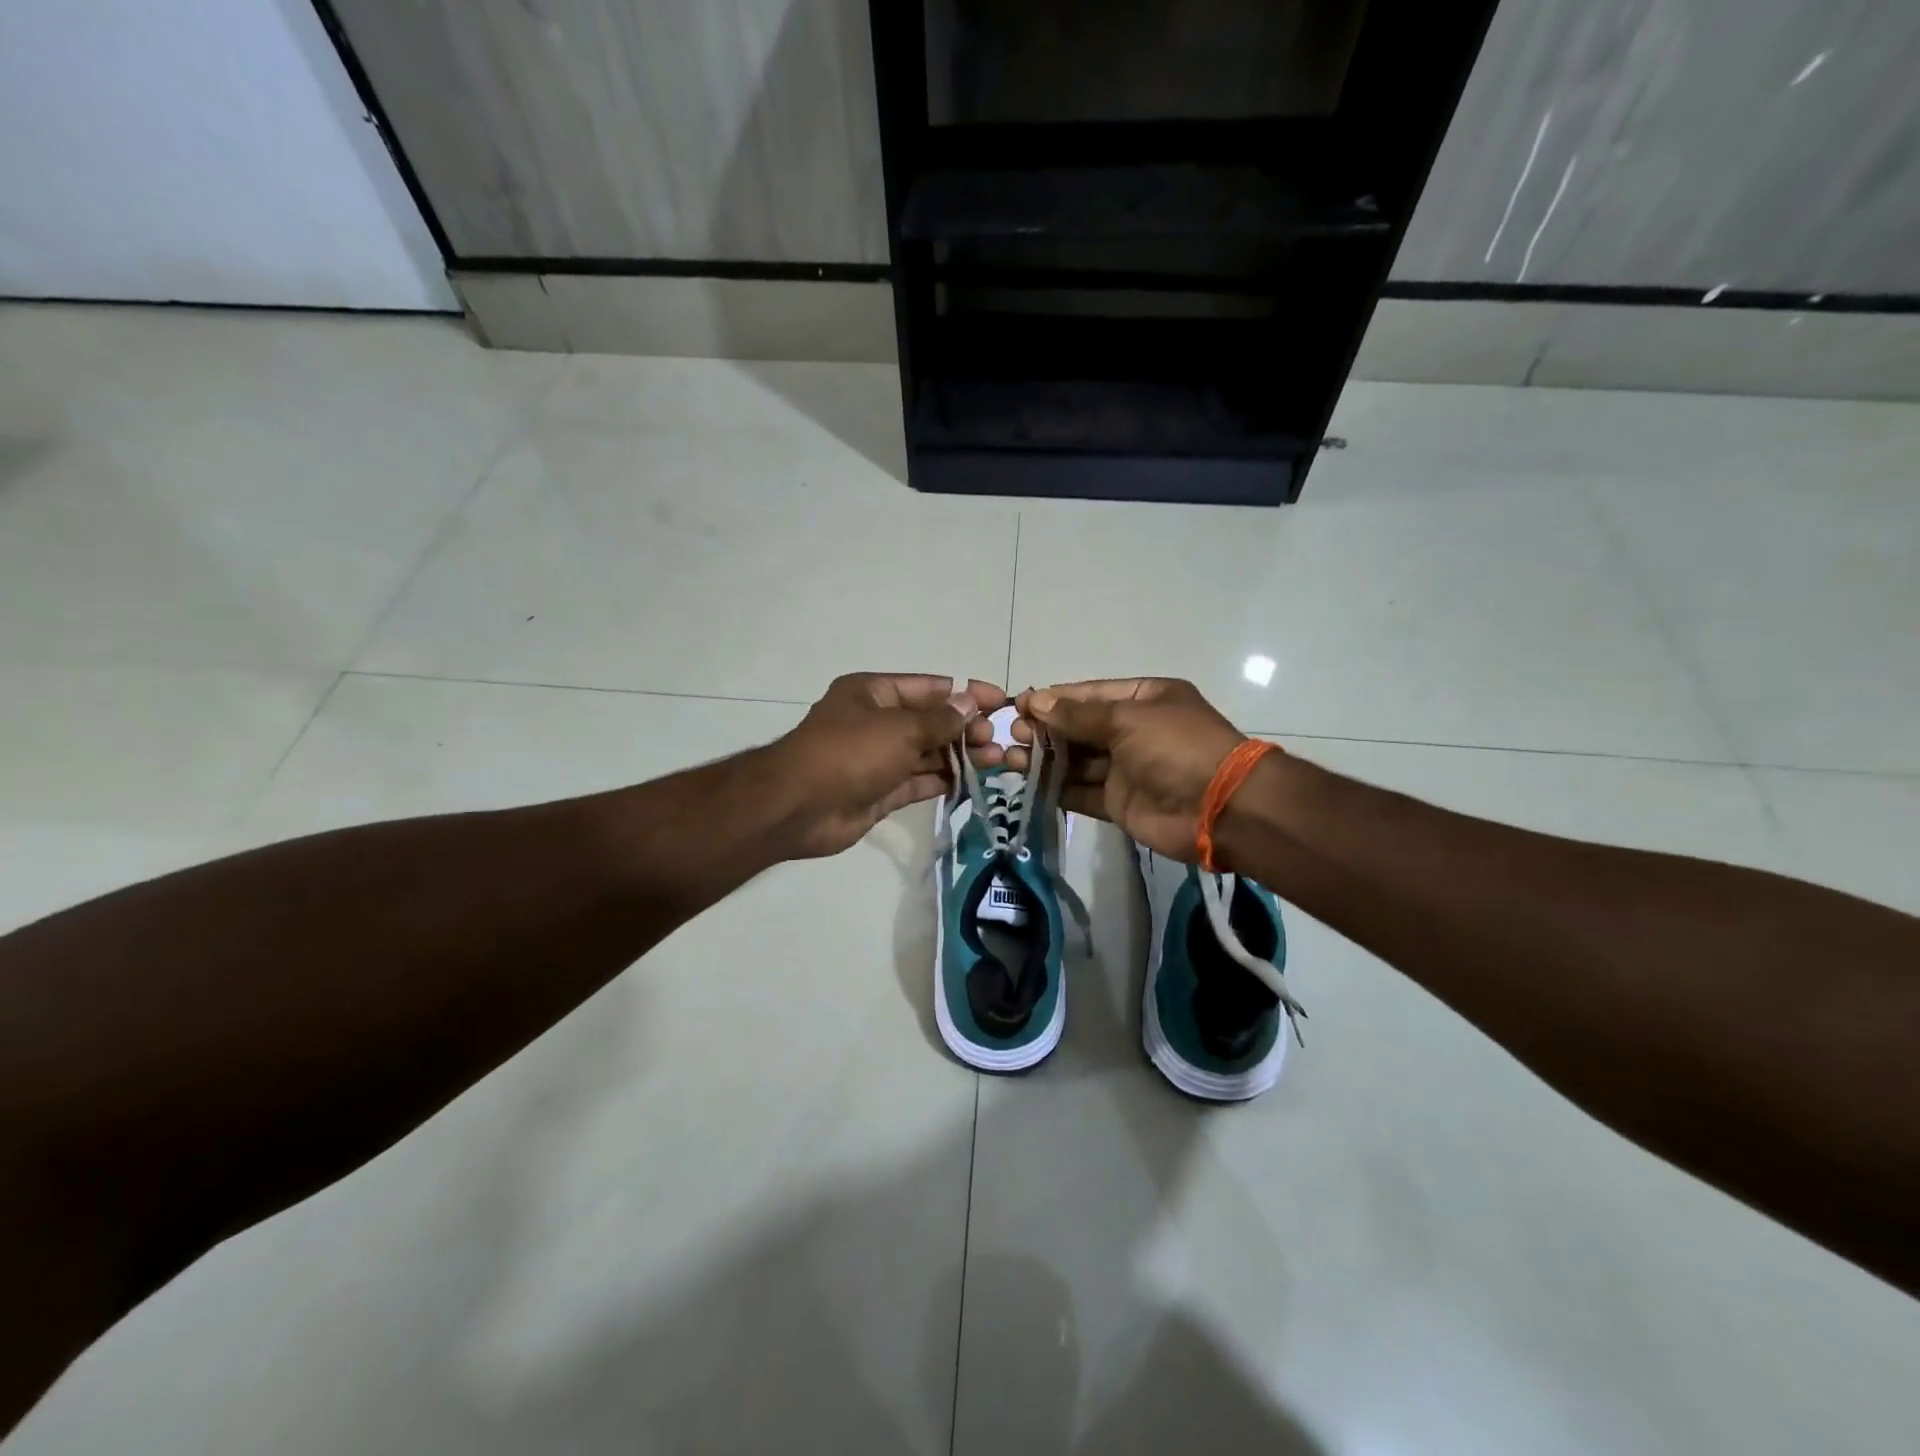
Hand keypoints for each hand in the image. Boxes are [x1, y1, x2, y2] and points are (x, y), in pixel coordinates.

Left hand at [770, 673, 1005, 857]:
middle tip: (997, 739)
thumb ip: (939, 720)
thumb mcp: (900, 728)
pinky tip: (972, 781)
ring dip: (960, 755)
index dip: (965, 692)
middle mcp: (876, 723)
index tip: (1000, 701)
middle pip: (930, 721)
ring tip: (997, 760)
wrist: (799, 807)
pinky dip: (943, 780)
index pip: (929, 687)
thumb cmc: (851, 752)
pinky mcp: (880, 792)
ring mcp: (878, 759)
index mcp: (874, 693)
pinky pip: (918, 781)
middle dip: (965, 728)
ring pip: (927, 753)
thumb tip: (970, 703)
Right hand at [1010, 678, 1245, 862]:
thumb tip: (1034, 702)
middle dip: (1046, 730)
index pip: (1089, 695)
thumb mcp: (1127, 719)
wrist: (1219, 808)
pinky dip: (1057, 789)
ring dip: (1045, 760)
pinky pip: (1082, 792)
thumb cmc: (1176, 747)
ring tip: (1009, 759)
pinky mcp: (1119, 802)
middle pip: (1080, 728)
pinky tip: (1028, 784)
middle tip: (1011, 735)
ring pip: (1077, 761)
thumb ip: (1078, 715)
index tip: (1018, 706)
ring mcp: (1126, 768)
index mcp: (1143, 699)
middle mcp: (1133, 731)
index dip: (1053, 699)